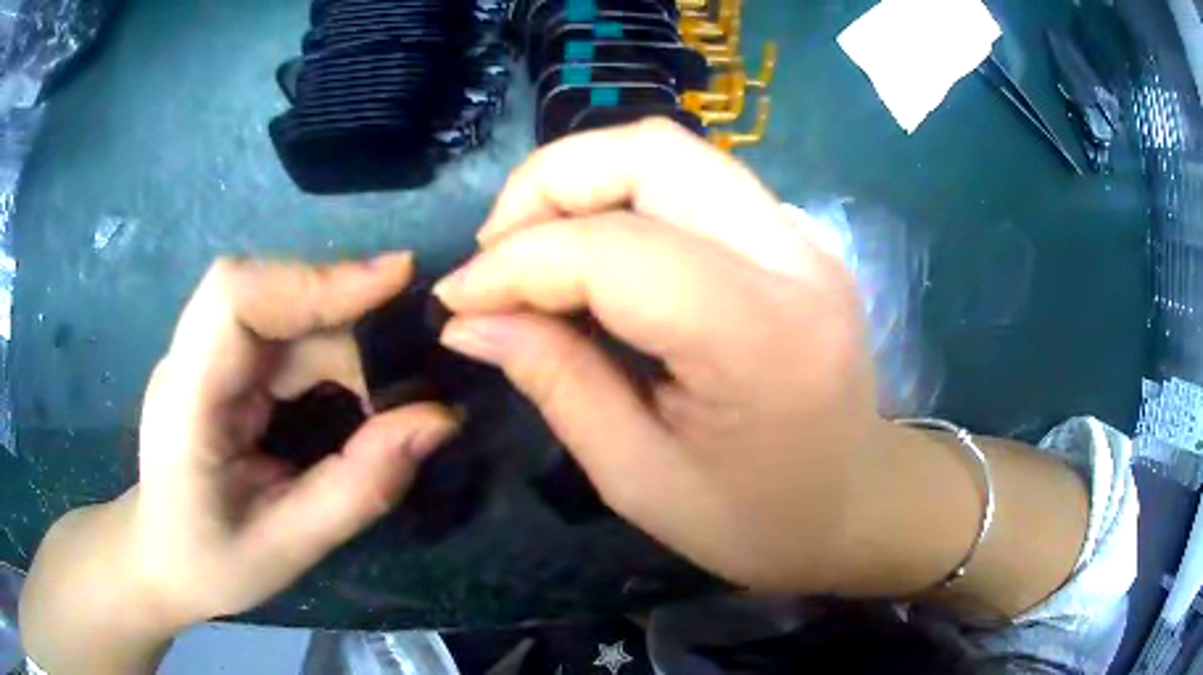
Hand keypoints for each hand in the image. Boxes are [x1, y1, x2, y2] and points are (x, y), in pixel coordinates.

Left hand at [26, 256, 457, 640]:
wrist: (162, 557)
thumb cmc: (210, 561)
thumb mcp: (289, 547)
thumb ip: (360, 488)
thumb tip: (440, 420)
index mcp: (187, 403)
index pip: (234, 298)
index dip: (312, 278)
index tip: (395, 279)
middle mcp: (192, 359)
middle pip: (273, 297)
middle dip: (348, 322)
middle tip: (411, 372)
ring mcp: (206, 355)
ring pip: (287, 314)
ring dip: (348, 344)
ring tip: (392, 398)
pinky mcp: (225, 364)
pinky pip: (287, 336)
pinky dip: (333, 356)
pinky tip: (359, 394)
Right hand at [434, 119, 882, 592]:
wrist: (861, 504)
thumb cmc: (759, 520)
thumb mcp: (639, 480)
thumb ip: (555, 384)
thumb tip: (469, 321)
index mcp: (760, 337)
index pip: (614, 251)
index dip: (514, 264)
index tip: (456, 300)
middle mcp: (792, 258)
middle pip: (651, 151)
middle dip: (548, 184)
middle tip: (496, 254)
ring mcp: (802, 236)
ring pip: (670, 152)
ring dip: (582, 181)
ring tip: (533, 251)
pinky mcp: (795, 235)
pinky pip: (693, 180)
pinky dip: (623, 196)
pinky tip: (595, 253)